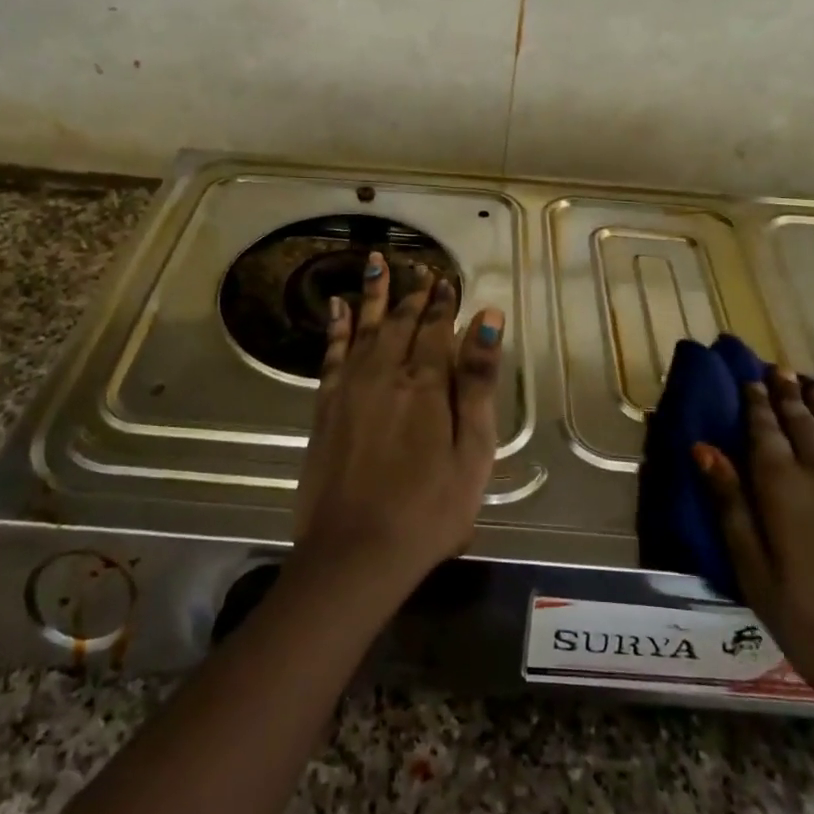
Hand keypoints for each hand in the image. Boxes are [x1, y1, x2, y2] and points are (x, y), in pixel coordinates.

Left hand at [292, 252, 505, 598]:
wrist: (356, 551)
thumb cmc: (429, 508)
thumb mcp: (472, 450)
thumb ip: (477, 380)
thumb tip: (488, 317)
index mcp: (426, 383)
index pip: (436, 329)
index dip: (443, 304)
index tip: (447, 281)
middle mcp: (385, 373)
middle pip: (400, 322)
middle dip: (412, 295)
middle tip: (420, 270)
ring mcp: (350, 387)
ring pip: (365, 327)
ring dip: (373, 294)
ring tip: (377, 262)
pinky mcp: (325, 405)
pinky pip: (332, 352)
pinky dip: (337, 327)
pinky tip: (339, 307)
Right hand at [695, 368, 813, 743]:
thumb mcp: (759, 578)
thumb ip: (731, 509)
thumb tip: (704, 450)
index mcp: (784, 486)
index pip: (764, 431)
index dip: (756, 405)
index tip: (751, 381)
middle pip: (803, 421)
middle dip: (787, 395)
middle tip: (779, 371)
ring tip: (811, 388)